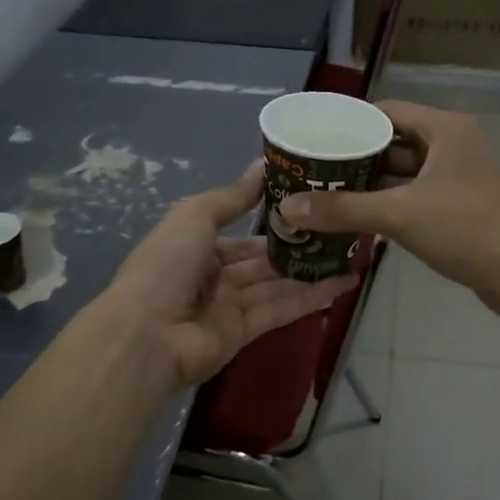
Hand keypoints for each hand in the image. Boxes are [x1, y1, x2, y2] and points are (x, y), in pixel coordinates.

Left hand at [110, 162, 356, 389]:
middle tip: (340, 229)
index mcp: (196, 248)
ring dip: (312, 271)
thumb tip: (262, 166)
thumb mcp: (194, 217)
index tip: (310, 207)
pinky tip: (344, 282)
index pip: (240, 235)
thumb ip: (231, 197)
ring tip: (351, 254)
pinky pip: (282, 309)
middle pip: (262, 261)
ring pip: (277, 284)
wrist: (148, 333)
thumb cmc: (166, 265)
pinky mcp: (245, 333)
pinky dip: (311, 296)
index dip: (272, 222)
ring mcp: (229, 307)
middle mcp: (213, 277)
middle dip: (297, 247)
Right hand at [279, 102, 499, 307]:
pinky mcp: (457, 208)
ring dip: (368, 186)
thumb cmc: (466, 228)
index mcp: (444, 129)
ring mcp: (456, 178)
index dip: (348, 124)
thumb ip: (342, 209)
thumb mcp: (399, 214)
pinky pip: (413, 198)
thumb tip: (286, 207)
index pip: (385, 112)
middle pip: (391, 144)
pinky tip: (354, 220)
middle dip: (353, 158)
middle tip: (310, 171)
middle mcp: (452, 146)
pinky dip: (387, 206)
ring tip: (322, 195)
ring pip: (401, 175)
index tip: (312, 138)